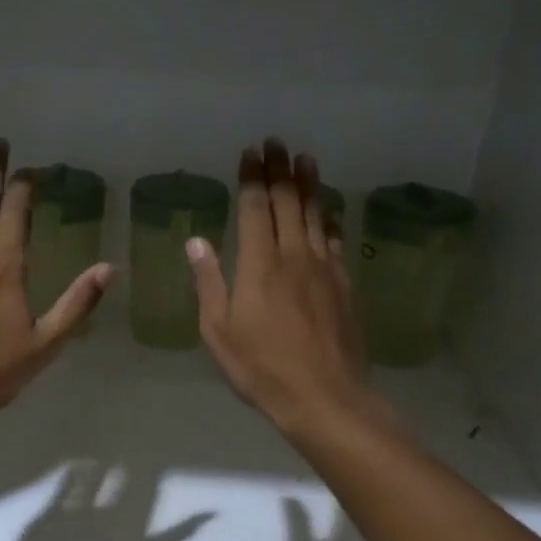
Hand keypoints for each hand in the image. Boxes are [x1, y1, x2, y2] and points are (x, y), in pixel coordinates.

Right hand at [187, 140, 385, 437]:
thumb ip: (209, 283)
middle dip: (280, 171)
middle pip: (288, 203)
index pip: (256, 209)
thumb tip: (196, 241)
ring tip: (305, 160)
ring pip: (315, 215)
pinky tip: (329, 211)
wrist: (324, 396)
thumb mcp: (219, 331)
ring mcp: (323, 269)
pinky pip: (334, 241)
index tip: (251, 152)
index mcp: (259, 265)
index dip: (253, 178)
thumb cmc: (261, 368)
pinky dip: (329, 219)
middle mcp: (293, 256)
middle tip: (277, 143)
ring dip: (309, 185)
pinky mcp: (343, 285)